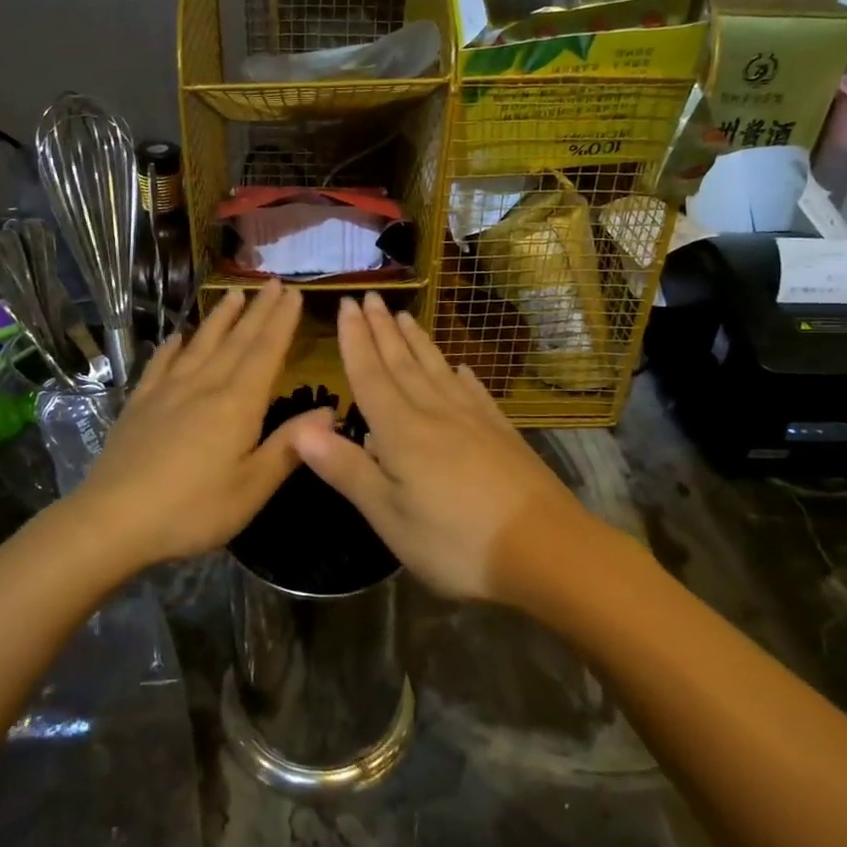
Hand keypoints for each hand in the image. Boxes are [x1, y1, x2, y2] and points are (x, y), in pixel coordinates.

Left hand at [71, 281, 323, 567]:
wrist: (113, 520)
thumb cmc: (192, 509)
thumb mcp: (252, 488)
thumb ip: (289, 446)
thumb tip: (329, 412)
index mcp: (237, 405)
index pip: (265, 352)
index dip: (281, 322)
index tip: (293, 293)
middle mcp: (203, 386)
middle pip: (235, 341)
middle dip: (257, 311)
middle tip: (272, 282)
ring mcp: (166, 392)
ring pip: (199, 345)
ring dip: (219, 319)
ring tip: (233, 294)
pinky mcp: (139, 405)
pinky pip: (160, 365)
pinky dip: (172, 347)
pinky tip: (176, 336)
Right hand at [292, 293, 588, 602]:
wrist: (546, 549)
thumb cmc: (455, 540)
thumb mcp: (388, 514)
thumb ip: (346, 469)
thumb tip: (300, 430)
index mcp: (401, 431)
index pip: (370, 375)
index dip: (355, 340)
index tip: (347, 304)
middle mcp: (435, 413)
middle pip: (403, 363)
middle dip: (382, 329)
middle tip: (370, 297)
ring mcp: (474, 420)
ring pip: (437, 370)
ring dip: (417, 342)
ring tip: (404, 316)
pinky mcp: (502, 433)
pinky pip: (474, 392)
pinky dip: (461, 375)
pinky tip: (460, 368)